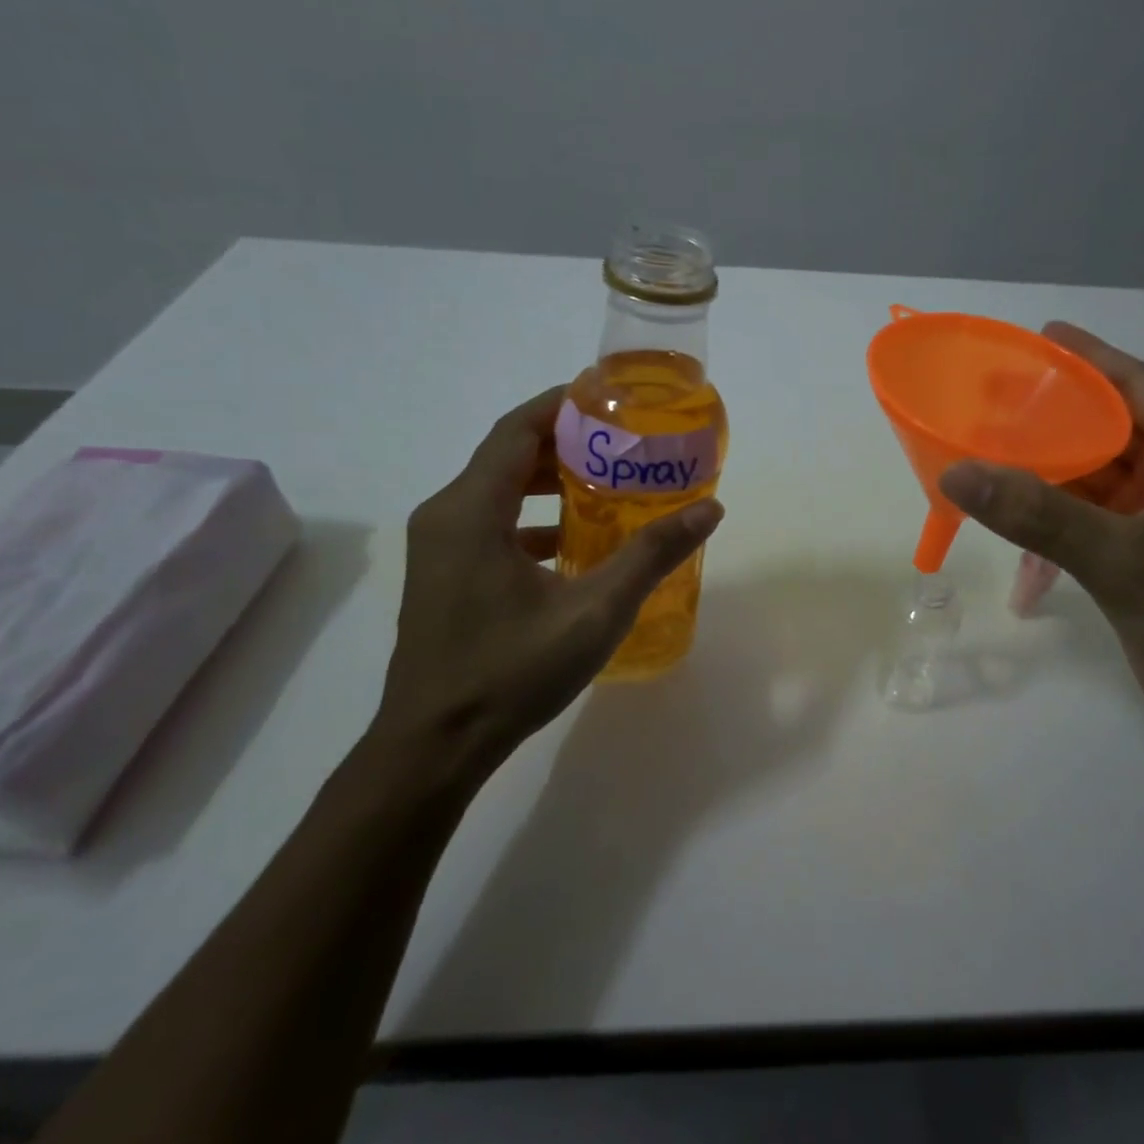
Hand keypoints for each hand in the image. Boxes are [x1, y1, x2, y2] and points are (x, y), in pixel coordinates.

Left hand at [369, 387, 723, 785]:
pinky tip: (576, 542)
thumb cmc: (511, 672)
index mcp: (472, 510)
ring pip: (499, 490)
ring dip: (551, 480)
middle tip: (625, 443)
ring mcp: (440, 547)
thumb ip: (652, 554)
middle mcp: (447, 516)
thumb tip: (709, 509)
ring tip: (610, 483)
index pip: (518, 429)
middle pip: (509, 454)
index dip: (564, 404)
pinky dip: (534, 517)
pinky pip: (492, 523)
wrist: (434, 746)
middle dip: (567, 442)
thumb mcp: (595, 611)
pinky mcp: (445, 574)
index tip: (613, 398)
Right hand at [939, 323, 1143, 754]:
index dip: (1090, 358)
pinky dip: (1051, 530)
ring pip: (1092, 481)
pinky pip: (1086, 526)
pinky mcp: (1140, 562)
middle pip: (1109, 431)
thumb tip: (958, 472)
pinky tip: (1017, 551)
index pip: (1139, 387)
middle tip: (991, 400)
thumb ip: (1040, 514)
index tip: (1040, 336)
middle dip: (1053, 418)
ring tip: (988, 458)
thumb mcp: (1124, 559)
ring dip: (1046, 476)